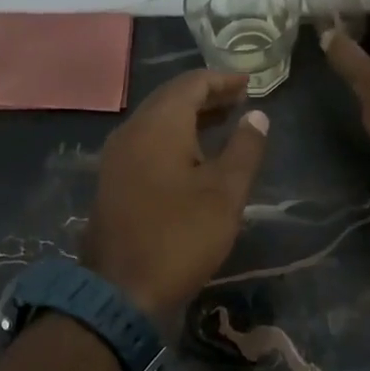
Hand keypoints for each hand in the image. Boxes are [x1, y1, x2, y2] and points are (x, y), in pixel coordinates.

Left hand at [83, 70, 269, 321]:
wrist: (120, 289)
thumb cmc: (180, 237)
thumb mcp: (224, 194)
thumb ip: (244, 149)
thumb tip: (257, 115)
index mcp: (158, 125)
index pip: (191, 83)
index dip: (223, 80)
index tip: (250, 83)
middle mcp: (131, 131)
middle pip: (170, 99)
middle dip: (206, 96)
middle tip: (239, 101)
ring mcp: (116, 157)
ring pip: (155, 122)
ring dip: (188, 118)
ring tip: (222, 125)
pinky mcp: (112, 181)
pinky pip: (145, 144)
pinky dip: (172, 139)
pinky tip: (192, 157)